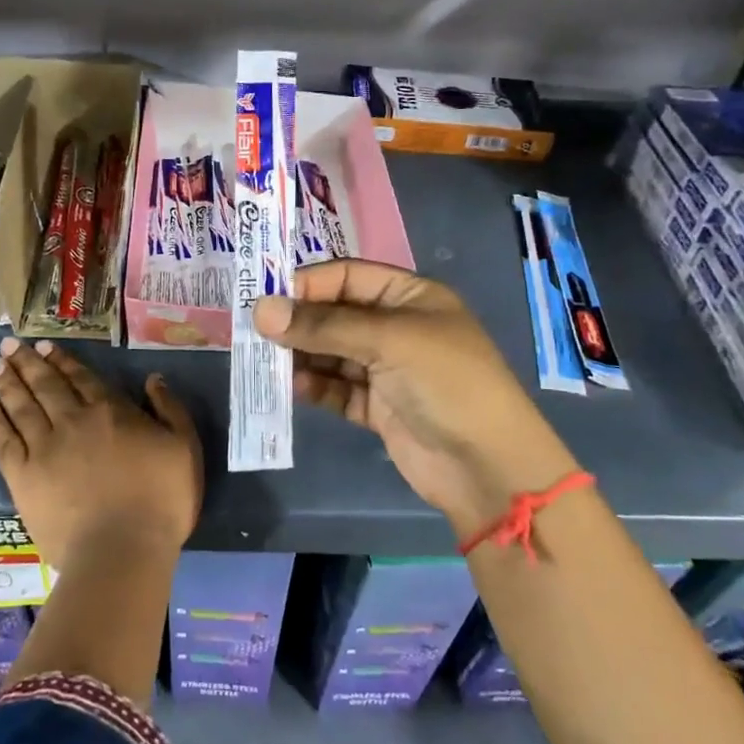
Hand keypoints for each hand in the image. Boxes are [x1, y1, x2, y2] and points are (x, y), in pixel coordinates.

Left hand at [0, 336, 203, 570]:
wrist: (123, 550)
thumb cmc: (161, 500)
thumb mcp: (184, 447)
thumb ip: (170, 409)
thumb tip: (153, 379)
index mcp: (110, 411)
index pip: (81, 378)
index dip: (62, 360)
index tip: (44, 345)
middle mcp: (73, 421)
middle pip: (46, 385)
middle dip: (28, 362)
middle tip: (10, 343)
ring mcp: (45, 448)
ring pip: (21, 406)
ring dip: (7, 382)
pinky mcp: (24, 478)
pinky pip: (4, 442)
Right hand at [254, 260, 577, 542]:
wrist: (488, 467)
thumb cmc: (447, 383)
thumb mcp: (388, 341)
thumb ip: (323, 326)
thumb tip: (261, 311)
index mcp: (410, 297)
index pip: (348, 276)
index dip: (308, 283)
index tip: (266, 297)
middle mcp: (397, 327)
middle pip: (335, 314)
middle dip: (298, 321)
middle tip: (254, 331)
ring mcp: (387, 369)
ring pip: (332, 353)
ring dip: (300, 355)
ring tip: (264, 360)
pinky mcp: (378, 407)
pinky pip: (336, 388)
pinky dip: (314, 386)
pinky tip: (291, 386)